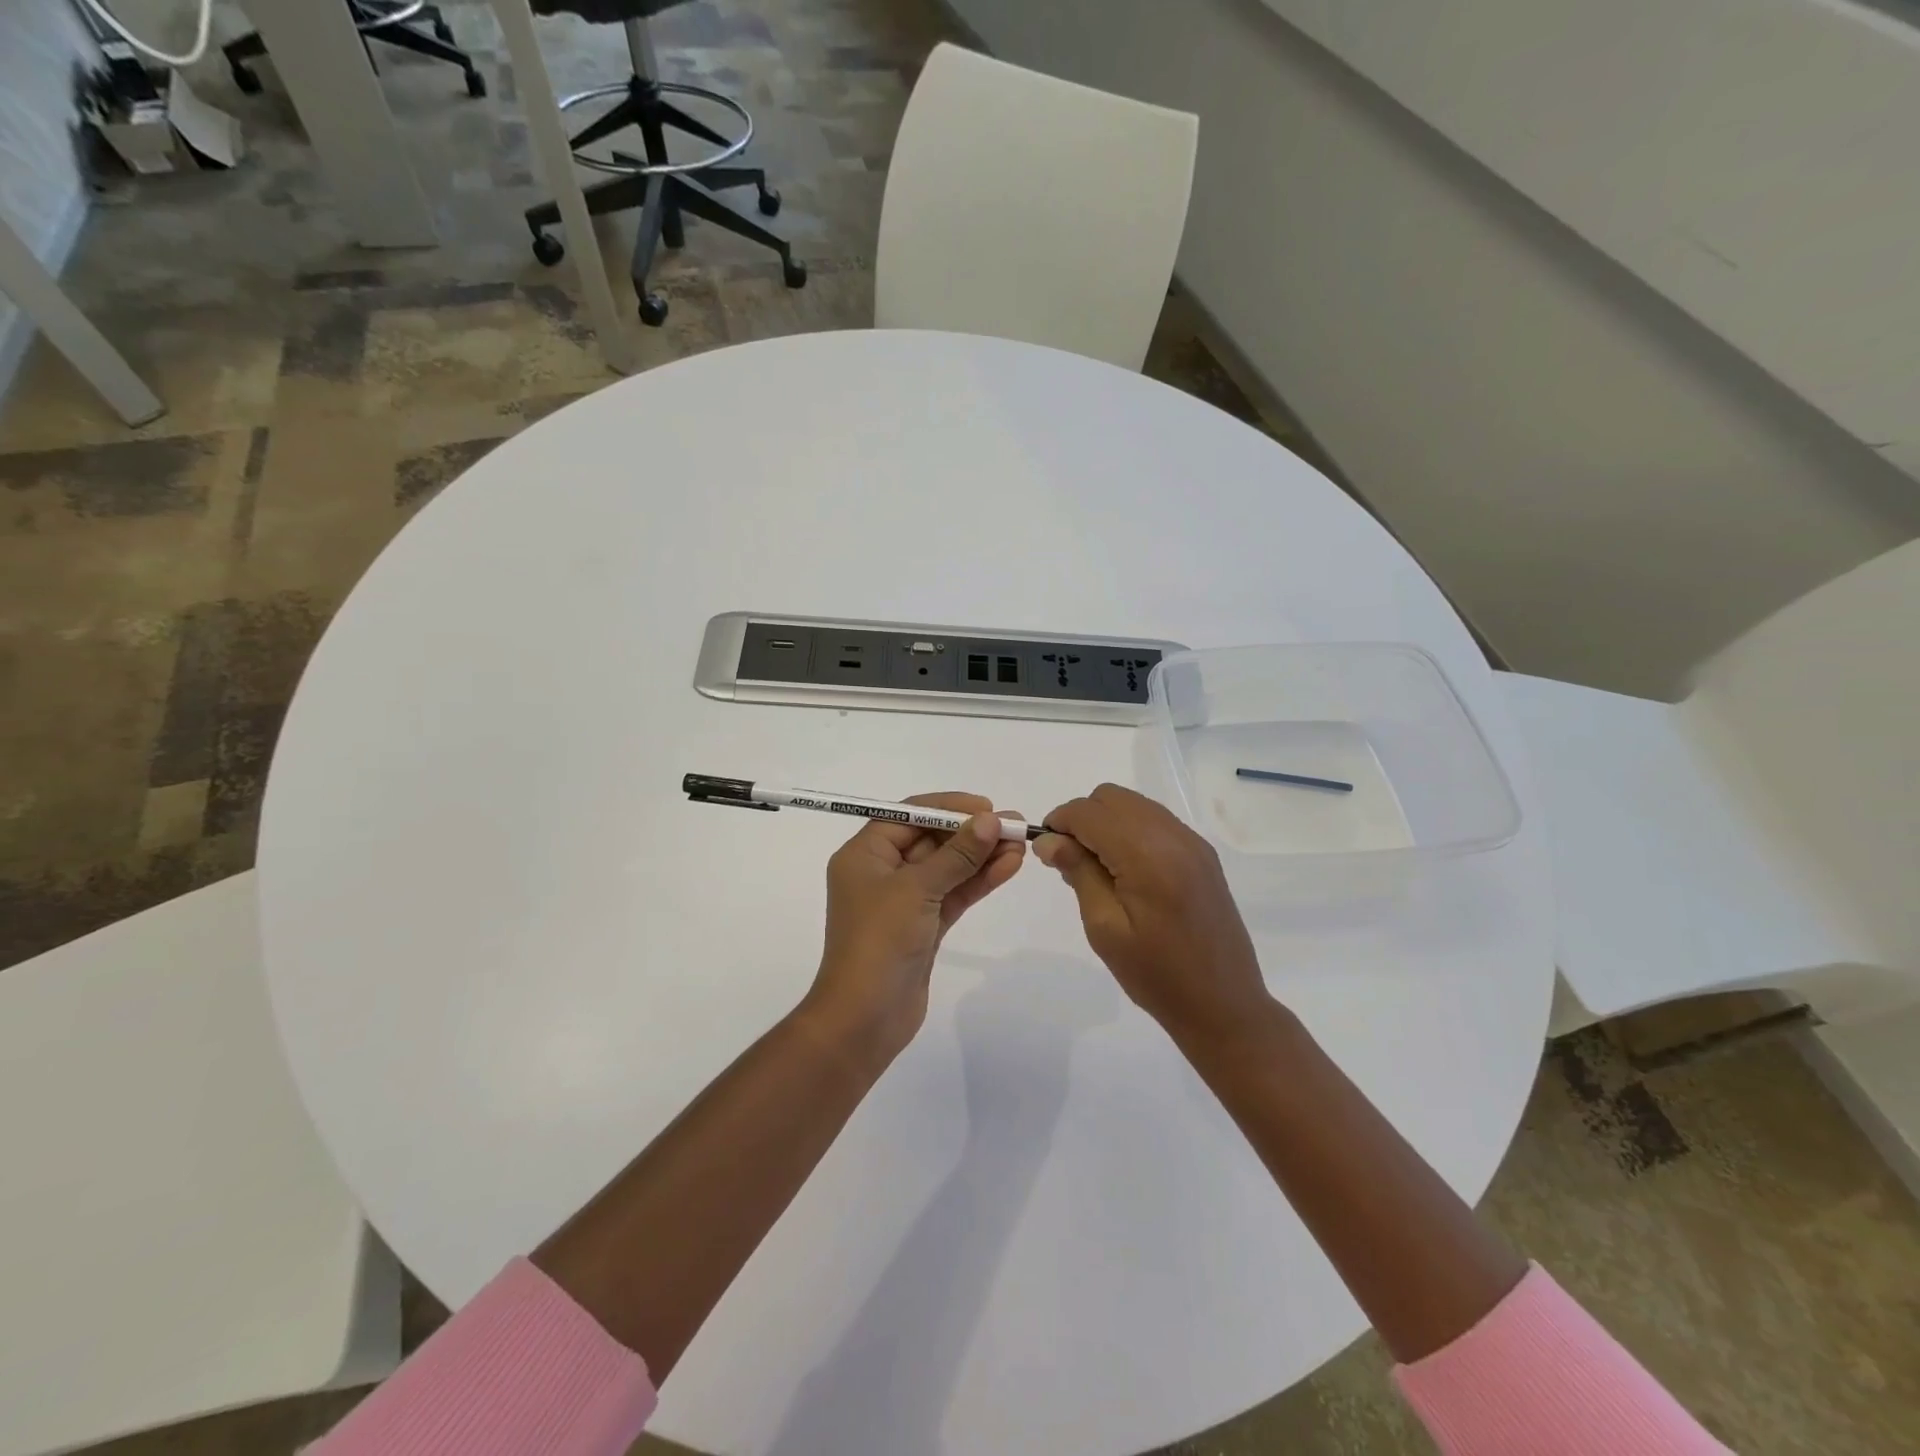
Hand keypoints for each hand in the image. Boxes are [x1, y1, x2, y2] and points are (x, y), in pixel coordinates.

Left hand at [807, 792, 1025, 1060]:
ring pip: (947, 868)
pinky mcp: (923, 926)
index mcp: (864, 854)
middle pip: (931, 840)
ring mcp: (904, 901)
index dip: (948, 807)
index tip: (986, 806)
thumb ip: (957, 854)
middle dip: (971, 832)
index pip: (908, 815)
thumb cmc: (879, 942)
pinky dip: (978, 881)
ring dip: (981, 856)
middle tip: (1013, 825)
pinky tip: (1009, 867)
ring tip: (1020, 844)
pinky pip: (953, 894)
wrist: (865, 1018)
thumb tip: (989, 820)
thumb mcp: (917, 890)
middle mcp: (881, 872)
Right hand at [1035, 783, 1270, 1044]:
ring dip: (1106, 822)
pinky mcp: (1202, 854)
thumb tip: (1049, 840)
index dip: (1060, 823)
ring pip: (1133, 804)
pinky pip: (1155, 821)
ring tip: (1096, 868)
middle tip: (1070, 861)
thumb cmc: (1157, 975)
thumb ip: (1078, 873)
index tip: (1047, 852)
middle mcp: (1173, 837)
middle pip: (1111, 798)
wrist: (1224, 1005)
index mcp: (1147, 856)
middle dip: (1082, 818)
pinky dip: (1130, 830)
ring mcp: (1192, 843)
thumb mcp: (1105, 928)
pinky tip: (1126, 870)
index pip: (1089, 812)